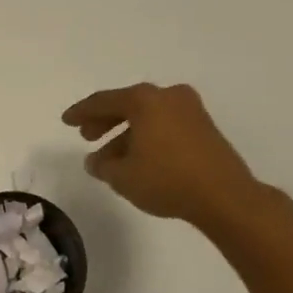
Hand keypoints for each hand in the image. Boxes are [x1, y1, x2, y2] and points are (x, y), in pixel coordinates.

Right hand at [62, 82, 269, 233]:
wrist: (225, 196)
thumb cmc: (166, 179)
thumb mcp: (122, 176)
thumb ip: (102, 166)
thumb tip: (95, 161)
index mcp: (144, 100)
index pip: (103, 101)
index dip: (81, 112)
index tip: (66, 120)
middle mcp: (167, 96)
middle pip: (127, 105)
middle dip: (104, 121)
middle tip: (87, 137)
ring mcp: (190, 110)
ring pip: (147, 117)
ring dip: (126, 134)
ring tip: (111, 159)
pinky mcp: (205, 127)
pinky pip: (165, 125)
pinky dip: (147, 137)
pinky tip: (138, 159)